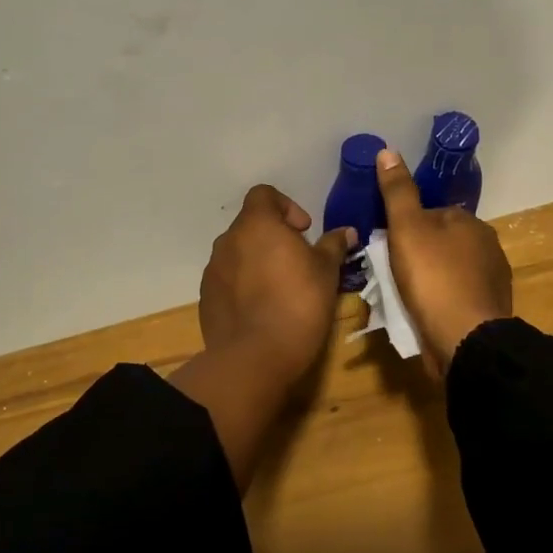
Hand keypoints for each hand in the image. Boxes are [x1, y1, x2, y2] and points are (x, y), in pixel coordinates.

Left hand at [199, 185, 353, 387]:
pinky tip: (262, 310)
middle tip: (297, 262)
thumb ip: (333, 245)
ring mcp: (213, 270)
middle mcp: (228, 240)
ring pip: (238, 254)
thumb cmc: (298, 303)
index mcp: (256, 224)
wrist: (254, 358)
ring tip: (280, 288)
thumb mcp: (326, 272)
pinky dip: (243, 286)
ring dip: (257, 262)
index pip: (264, 194)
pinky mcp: (206, 298)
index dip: (286, 206)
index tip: (303, 231)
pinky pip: (227, 281)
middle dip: (273, 237)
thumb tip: (347, 232)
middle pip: (251, 225)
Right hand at [376, 148, 512, 373]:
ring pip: (450, 270)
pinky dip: (442, 301)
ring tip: (406, 296)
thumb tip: (388, 150)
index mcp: (470, 222)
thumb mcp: (406, 228)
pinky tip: (426, 313)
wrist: (466, 340)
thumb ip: (397, 191)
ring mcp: (493, 279)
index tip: (388, 245)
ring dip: (431, 279)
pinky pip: (458, 296)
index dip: (407, 228)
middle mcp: (487, 245)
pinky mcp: (490, 309)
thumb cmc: (433, 277)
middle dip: (420, 254)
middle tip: (392, 272)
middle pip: (442, 242)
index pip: (432, 214)